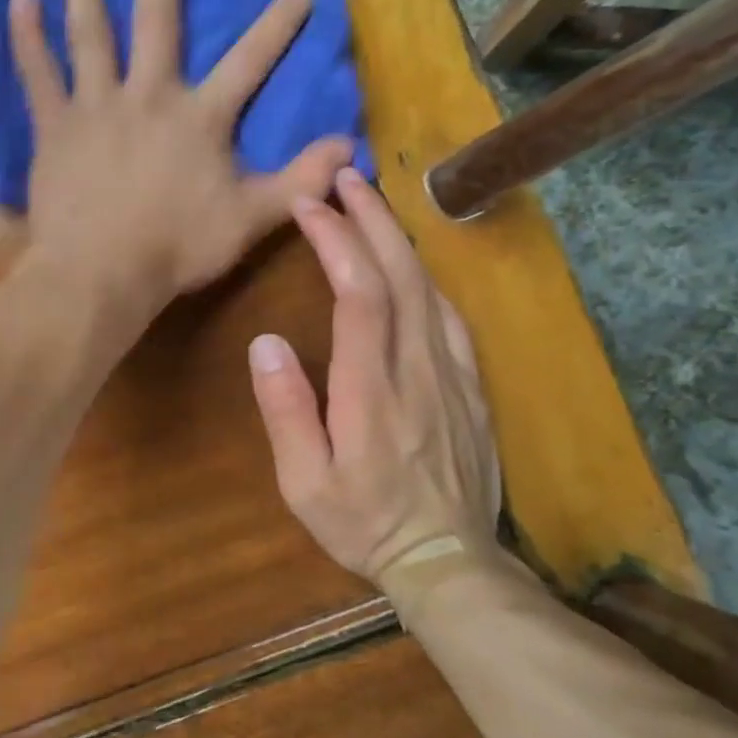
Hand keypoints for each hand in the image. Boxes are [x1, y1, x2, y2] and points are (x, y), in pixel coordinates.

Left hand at [11, 0, 354, 324]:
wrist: (102, 273)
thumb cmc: (176, 249)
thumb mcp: (250, 220)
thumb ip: (300, 181)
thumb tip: (350, 146)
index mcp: (200, 118)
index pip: (250, 61)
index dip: (278, 23)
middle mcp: (149, 96)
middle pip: (158, 22)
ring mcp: (96, 106)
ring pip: (91, 34)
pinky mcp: (55, 127)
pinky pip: (38, 72)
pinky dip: (27, 34)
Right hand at [248, 168, 502, 591]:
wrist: (448, 560)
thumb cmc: (362, 522)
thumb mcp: (305, 482)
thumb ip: (286, 410)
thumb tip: (265, 342)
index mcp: (372, 390)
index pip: (359, 294)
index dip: (336, 241)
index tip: (310, 206)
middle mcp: (418, 368)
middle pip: (401, 275)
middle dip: (371, 219)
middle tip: (344, 177)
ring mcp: (453, 374)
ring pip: (430, 288)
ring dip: (399, 238)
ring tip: (371, 203)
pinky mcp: (472, 385)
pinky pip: (451, 316)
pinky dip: (427, 276)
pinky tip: (411, 264)